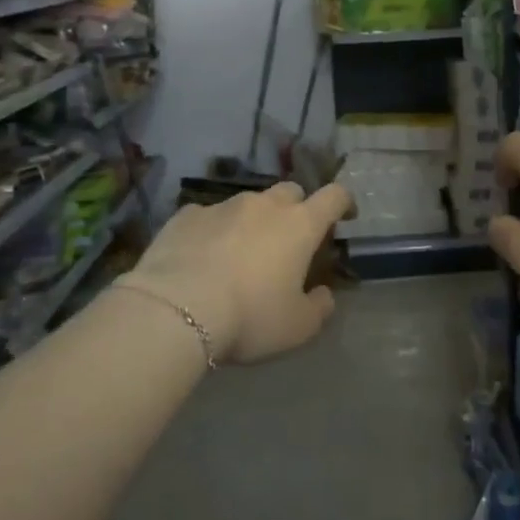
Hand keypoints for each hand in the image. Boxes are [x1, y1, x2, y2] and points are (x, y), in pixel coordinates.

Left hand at [120, 182, 352, 364]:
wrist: (175, 309)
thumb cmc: (250, 317)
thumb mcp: (298, 327)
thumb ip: (320, 307)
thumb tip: (323, 294)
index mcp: (300, 225)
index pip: (334, 196)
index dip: (343, 203)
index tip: (344, 216)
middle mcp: (264, 205)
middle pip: (290, 191)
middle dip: (295, 209)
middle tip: (289, 240)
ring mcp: (222, 206)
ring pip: (247, 204)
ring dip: (252, 222)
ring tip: (240, 254)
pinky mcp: (185, 216)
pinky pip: (208, 217)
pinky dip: (213, 231)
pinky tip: (201, 258)